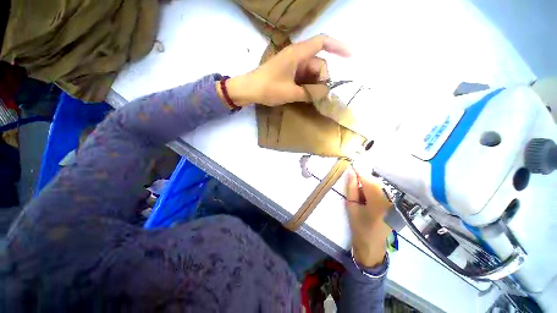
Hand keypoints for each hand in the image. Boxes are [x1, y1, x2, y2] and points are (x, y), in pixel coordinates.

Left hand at [218, 35, 350, 106]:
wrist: (250, 89)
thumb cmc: (268, 88)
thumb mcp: (291, 93)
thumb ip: (310, 93)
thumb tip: (326, 92)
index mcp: (298, 54)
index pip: (322, 42)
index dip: (338, 46)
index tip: (351, 55)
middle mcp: (297, 56)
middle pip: (319, 63)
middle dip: (322, 79)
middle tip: (318, 95)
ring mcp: (293, 65)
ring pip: (311, 72)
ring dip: (314, 84)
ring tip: (310, 97)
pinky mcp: (289, 72)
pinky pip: (304, 77)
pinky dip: (307, 86)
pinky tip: (305, 95)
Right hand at [345, 167, 391, 266]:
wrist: (372, 246)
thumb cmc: (359, 227)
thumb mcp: (351, 206)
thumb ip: (351, 188)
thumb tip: (351, 172)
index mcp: (378, 201)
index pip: (368, 179)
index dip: (359, 170)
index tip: (352, 164)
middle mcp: (390, 199)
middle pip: (375, 181)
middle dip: (363, 179)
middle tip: (354, 184)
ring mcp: (395, 202)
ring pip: (379, 186)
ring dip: (369, 185)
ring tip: (361, 195)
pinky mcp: (396, 204)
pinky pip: (384, 191)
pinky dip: (374, 191)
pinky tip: (368, 199)